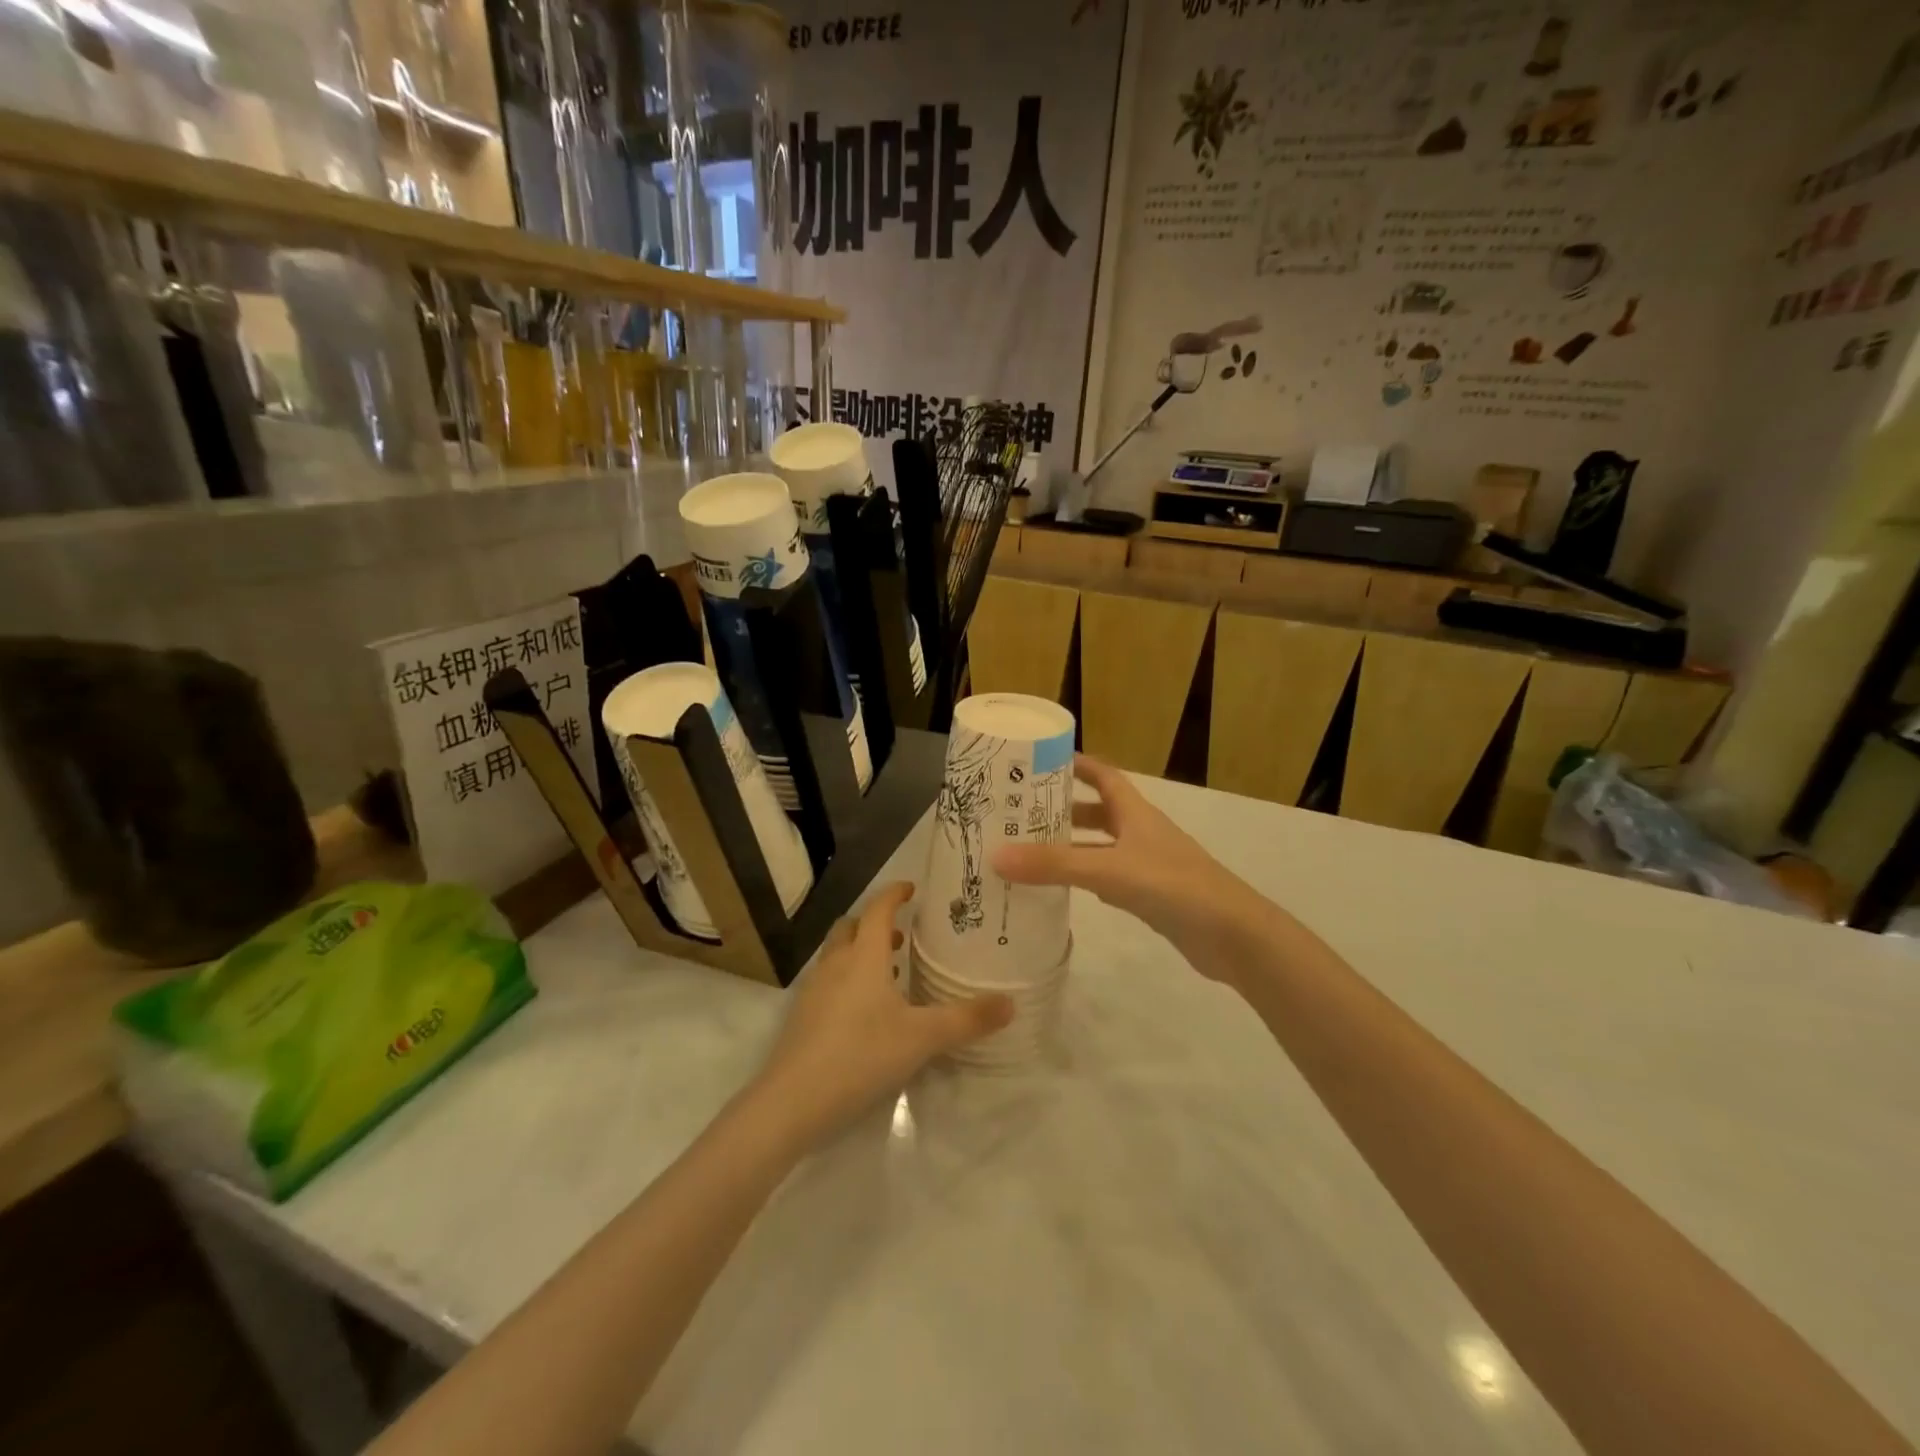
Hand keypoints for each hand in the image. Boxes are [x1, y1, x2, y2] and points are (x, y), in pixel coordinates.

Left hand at [752, 883, 1012, 1145]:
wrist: (791, 1102)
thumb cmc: (860, 1055)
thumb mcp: (922, 1038)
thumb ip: (967, 1019)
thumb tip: (1011, 1003)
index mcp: (864, 957)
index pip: (878, 910)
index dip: (895, 895)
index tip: (912, 889)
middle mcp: (835, 964)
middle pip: (851, 927)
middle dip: (875, 924)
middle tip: (903, 936)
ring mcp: (814, 990)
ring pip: (837, 955)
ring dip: (861, 953)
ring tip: (890, 974)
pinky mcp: (802, 1017)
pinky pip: (828, 982)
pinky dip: (848, 980)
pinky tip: (866, 1013)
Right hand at [992, 756, 1269, 979]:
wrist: (1232, 935)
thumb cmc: (1174, 886)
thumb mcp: (1109, 870)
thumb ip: (1055, 864)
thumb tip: (996, 856)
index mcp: (1135, 812)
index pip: (1103, 775)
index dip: (1076, 764)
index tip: (1039, 761)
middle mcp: (1141, 832)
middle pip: (1098, 811)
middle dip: (1063, 809)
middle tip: (1020, 812)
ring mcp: (1147, 865)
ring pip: (1101, 846)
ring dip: (1071, 845)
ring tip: (1030, 849)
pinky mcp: (1150, 896)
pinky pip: (1109, 878)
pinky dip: (1085, 878)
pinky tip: (1063, 888)